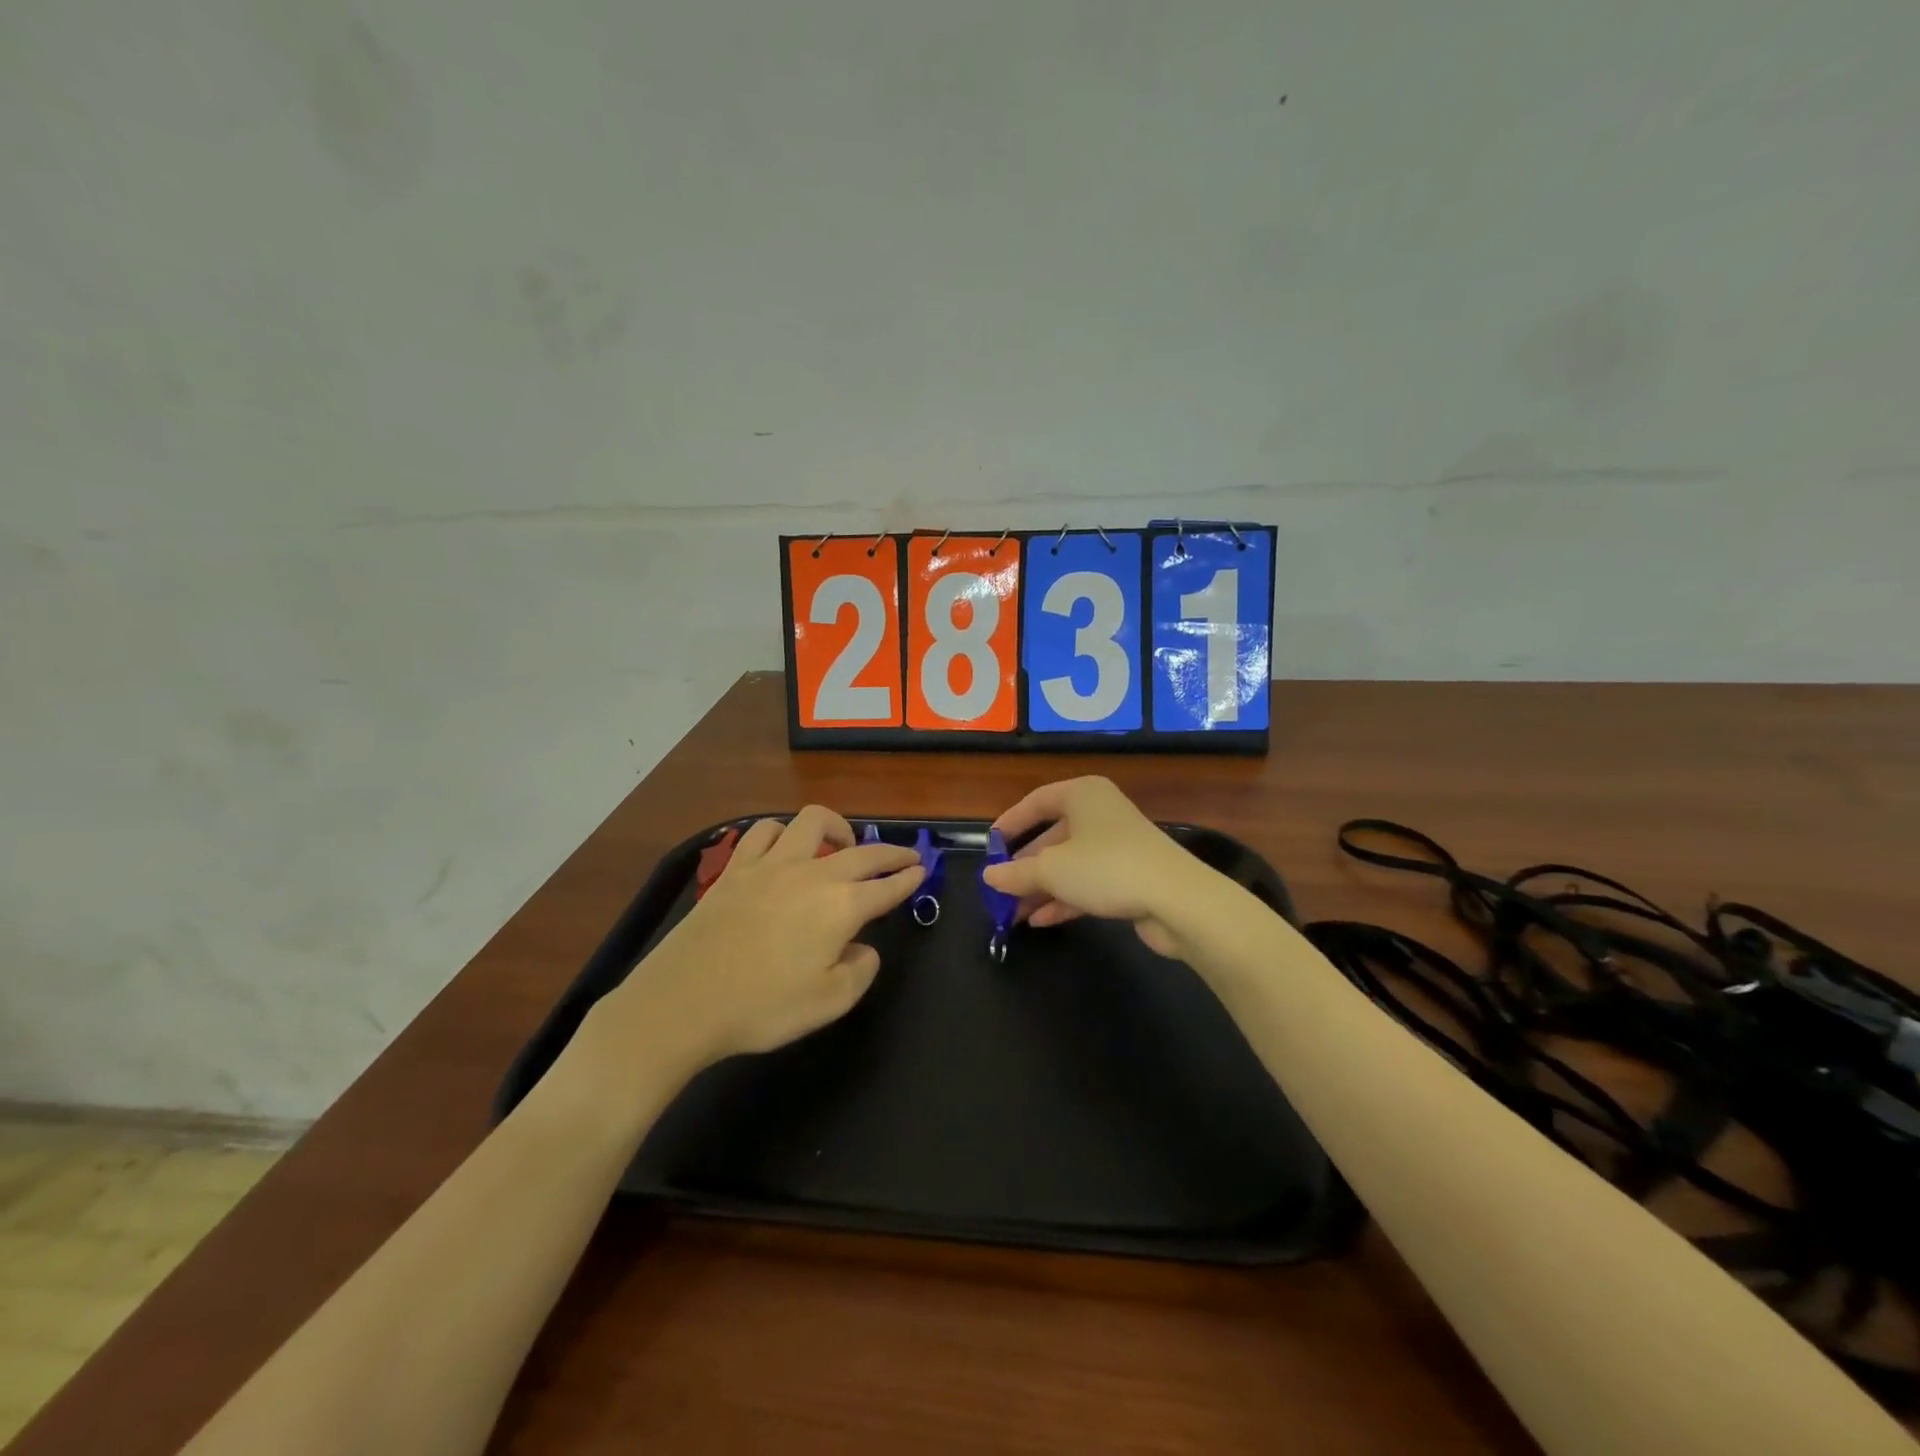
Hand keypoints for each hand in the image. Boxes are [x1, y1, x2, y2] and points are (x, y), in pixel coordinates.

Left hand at [605, 806, 922, 1073]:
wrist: (684, 1002)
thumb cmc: (762, 1007)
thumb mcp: (828, 1003)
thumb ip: (860, 971)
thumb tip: (863, 948)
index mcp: (840, 906)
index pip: (886, 886)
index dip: (908, 878)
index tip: (922, 870)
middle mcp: (811, 874)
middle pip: (861, 851)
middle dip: (890, 851)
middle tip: (905, 855)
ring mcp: (770, 865)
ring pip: (811, 822)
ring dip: (836, 828)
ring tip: (842, 846)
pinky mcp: (735, 868)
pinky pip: (764, 831)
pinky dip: (783, 833)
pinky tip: (784, 847)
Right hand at [982, 777, 1212, 959]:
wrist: (1177, 899)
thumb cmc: (1105, 867)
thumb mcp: (1051, 869)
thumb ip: (1015, 873)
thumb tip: (989, 877)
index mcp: (1082, 794)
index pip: (1036, 802)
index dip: (1009, 824)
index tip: (989, 848)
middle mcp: (1099, 813)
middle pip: (1051, 836)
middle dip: (1024, 866)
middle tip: (999, 888)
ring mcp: (1116, 845)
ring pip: (1068, 864)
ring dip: (1040, 888)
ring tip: (1012, 913)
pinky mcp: (1129, 876)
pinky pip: (1086, 883)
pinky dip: (1063, 899)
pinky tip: (1040, 921)